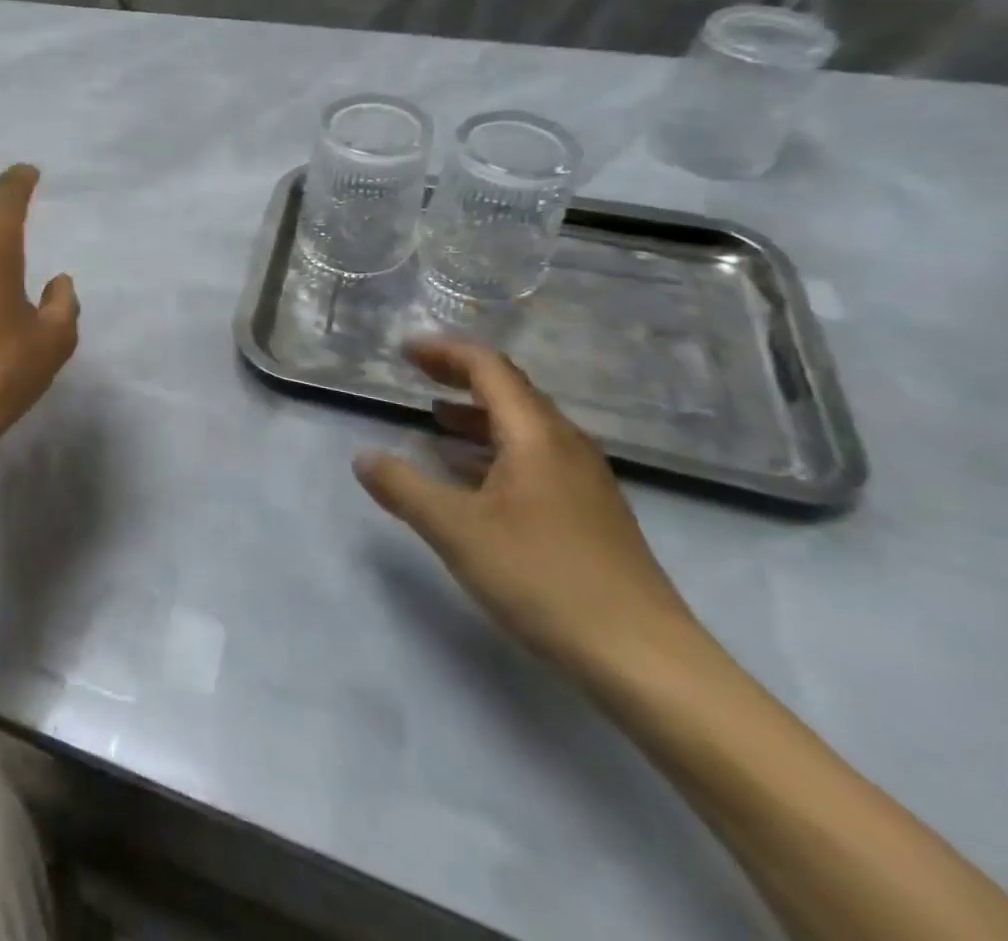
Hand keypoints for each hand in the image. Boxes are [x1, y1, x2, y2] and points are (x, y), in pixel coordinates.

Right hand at [356, 340, 699, 679]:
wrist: (646, 661)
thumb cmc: (545, 579)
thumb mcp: (456, 530)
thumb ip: (403, 488)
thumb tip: (364, 457)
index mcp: (537, 435)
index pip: (489, 368)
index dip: (444, 352)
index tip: (404, 350)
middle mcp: (565, 446)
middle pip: (510, 391)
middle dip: (458, 377)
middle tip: (415, 375)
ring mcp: (583, 481)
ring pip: (523, 428)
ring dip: (476, 416)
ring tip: (433, 421)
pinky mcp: (589, 513)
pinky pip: (534, 459)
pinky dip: (494, 451)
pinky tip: (471, 478)